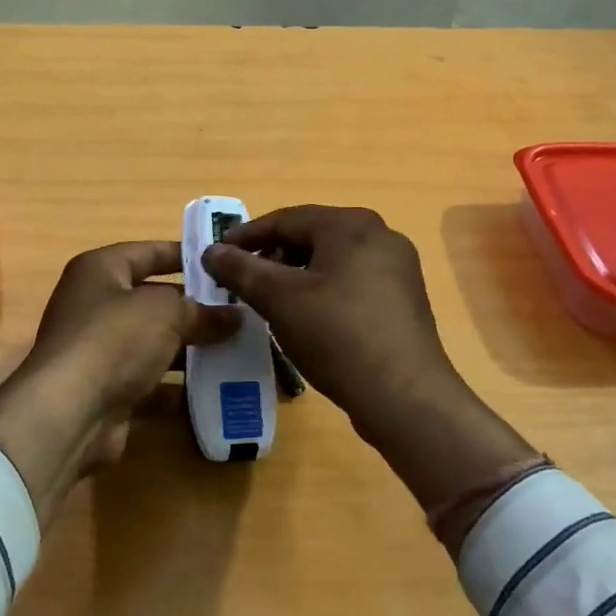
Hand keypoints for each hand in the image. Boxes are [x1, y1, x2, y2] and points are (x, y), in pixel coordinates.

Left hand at [0, 241, 237, 521]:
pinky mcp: (106, 390)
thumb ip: (201, 311)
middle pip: (152, 299)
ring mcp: (98, 350)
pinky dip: (177, 385)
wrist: (69, 412)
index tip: (222, 264)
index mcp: (100, 270)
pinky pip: (150, 380)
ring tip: (236, 349)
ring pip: (153, 342)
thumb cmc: (114, 339)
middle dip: (194, 307)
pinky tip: (214, 387)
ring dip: (190, 348)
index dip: (185, 255)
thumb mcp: (166, 312)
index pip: (148, 252)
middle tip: (239, 312)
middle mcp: (94, 305)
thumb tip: (235, 317)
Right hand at [204, 206, 539, 528]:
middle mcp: (380, 235)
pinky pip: (352, 281)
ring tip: (270, 301)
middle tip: (242, 279)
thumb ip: (241, 269)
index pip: (287, 219)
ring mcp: (397, 267)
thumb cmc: (337, 335)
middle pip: (311, 236)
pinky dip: (322, 290)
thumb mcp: (279, 299)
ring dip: (296, 275)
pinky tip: (306, 317)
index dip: (247, 235)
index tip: (217, 254)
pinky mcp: (402, 299)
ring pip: (332, 260)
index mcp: (351, 224)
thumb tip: (211, 251)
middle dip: (272, 256)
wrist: (404, 396)